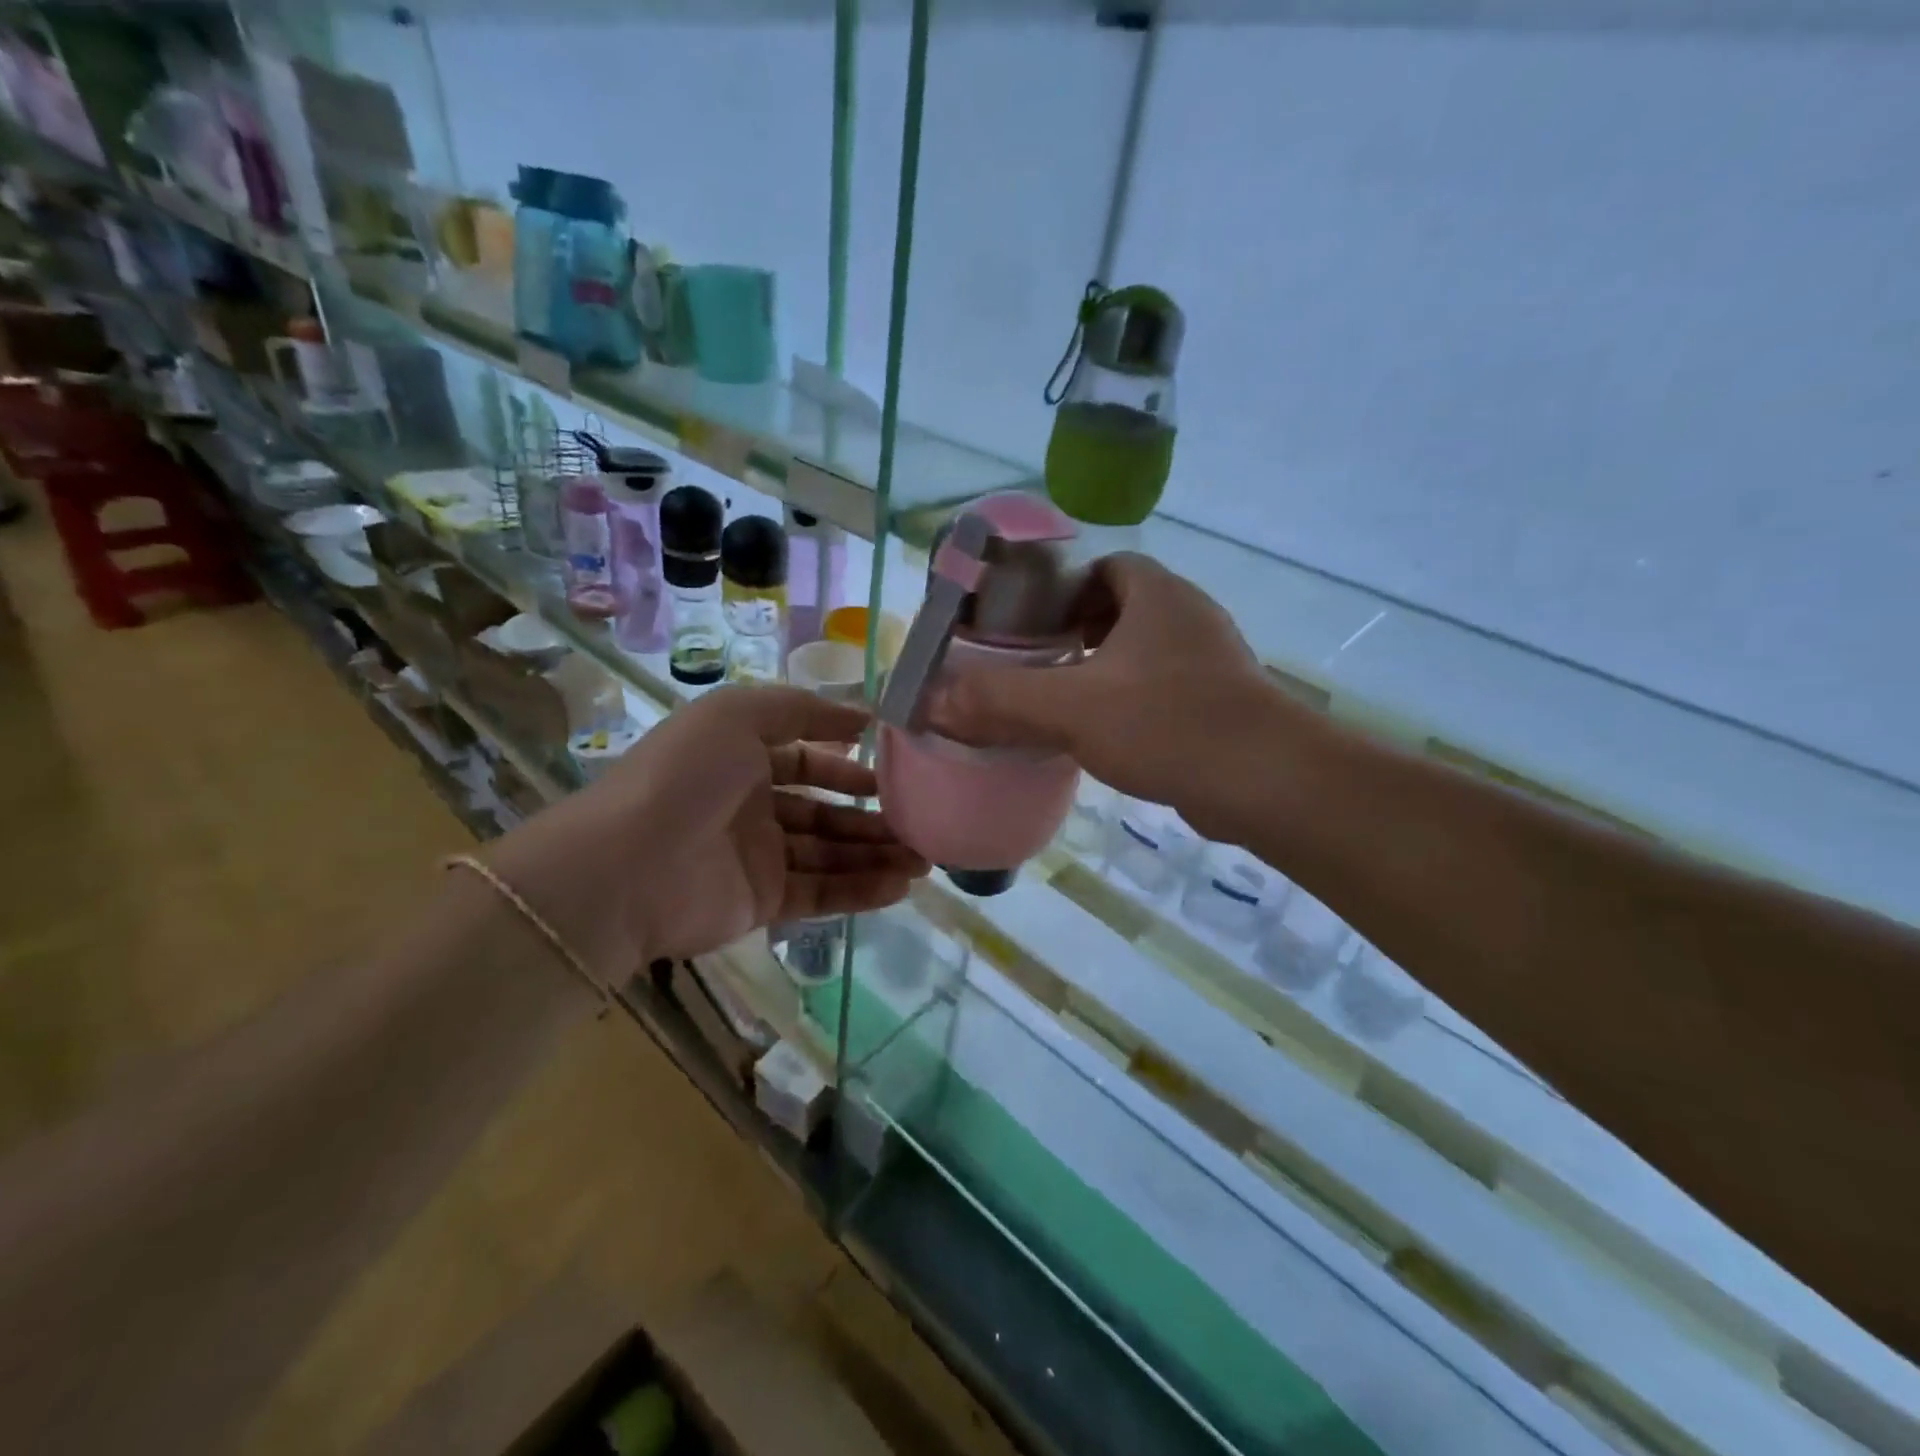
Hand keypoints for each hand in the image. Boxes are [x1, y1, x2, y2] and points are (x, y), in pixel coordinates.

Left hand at [487, 687, 927, 982]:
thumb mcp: (739, 714)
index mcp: (741, 760)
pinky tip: (901, 885)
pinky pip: (822, 894)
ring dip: (877, 855)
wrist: (626, 867)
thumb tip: (863, 718)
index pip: (808, 761)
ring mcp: (758, 858)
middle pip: (826, 812)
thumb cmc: (686, 776)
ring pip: (831, 854)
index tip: (900, 768)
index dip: (850, 765)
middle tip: (924, 822)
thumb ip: (802, 709)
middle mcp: (752, 807)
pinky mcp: (762, 903)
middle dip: (874, 816)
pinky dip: (861, 890)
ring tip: (926, 859)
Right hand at [930, 553, 1278, 841]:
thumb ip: (999, 700)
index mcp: (1156, 594)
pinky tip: (1105, 735)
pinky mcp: (1221, 702)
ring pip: (1143, 652)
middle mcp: (1187, 616)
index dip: (1062, 588)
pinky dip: (1131, 701)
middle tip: (1035, 664)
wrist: (1266, 782)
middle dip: (1077, 632)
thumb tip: (932, 701)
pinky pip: (1163, 688)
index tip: (1028, 623)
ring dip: (1104, 670)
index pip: (1103, 567)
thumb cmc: (1167, 723)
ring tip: (1060, 701)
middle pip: (1120, 608)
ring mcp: (1210, 660)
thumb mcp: (1071, 708)